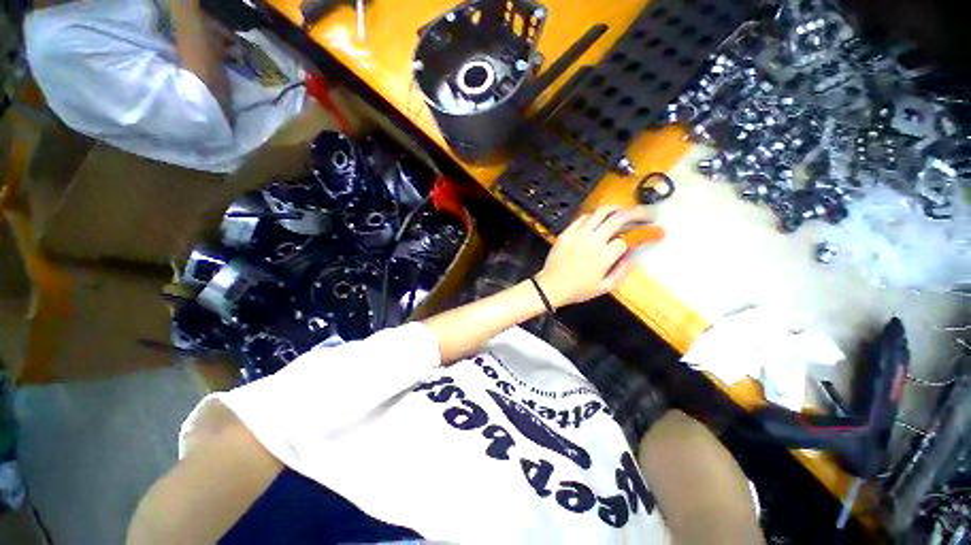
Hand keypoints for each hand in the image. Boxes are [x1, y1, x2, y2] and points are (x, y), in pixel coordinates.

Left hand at [535, 206, 654, 306]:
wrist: (550, 286)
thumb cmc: (577, 290)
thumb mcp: (605, 287)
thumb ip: (622, 270)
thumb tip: (634, 255)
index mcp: (604, 255)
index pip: (628, 238)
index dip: (643, 234)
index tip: (653, 232)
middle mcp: (592, 240)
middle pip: (618, 218)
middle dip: (637, 213)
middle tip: (646, 214)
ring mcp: (578, 234)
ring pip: (601, 212)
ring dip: (616, 208)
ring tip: (625, 210)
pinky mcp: (566, 232)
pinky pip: (583, 217)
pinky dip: (595, 215)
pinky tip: (600, 218)